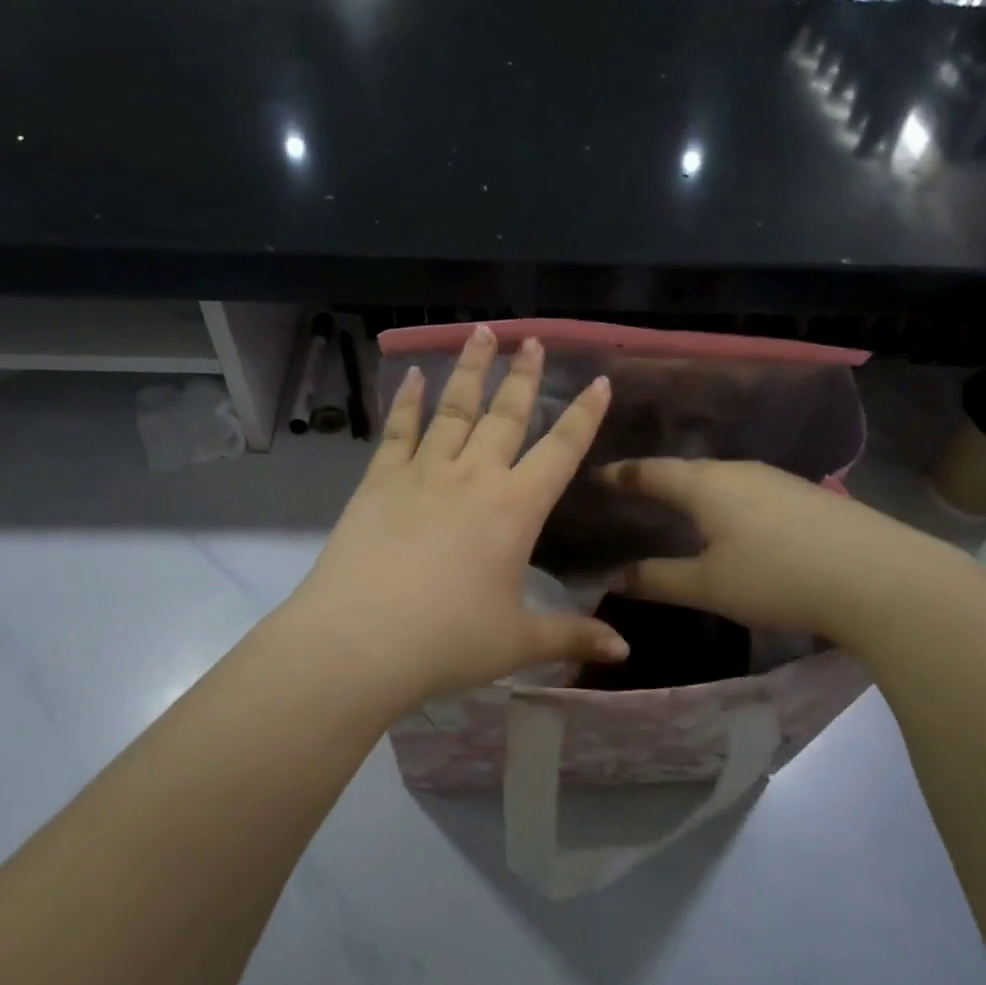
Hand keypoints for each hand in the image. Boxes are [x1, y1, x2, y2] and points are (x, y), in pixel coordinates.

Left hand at [286, 326, 627, 712]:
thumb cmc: (448, 640)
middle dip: (523, 375)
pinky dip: (406, 401)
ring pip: (454, 409)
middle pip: (506, 414)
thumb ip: (572, 637)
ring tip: (480, 332)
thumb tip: (624, 652)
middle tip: (532, 339)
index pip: (561, 450)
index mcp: (516, 508)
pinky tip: (410, 376)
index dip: (584, 415)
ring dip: (470, 369)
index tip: (599, 380)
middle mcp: (474, 477)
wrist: (361, 640)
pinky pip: (398, 430)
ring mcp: (423, 472)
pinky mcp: (379, 480)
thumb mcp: (518, 642)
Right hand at [601, 458, 958, 644]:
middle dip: (659, 480)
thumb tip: (614, 578)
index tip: (598, 475)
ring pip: (723, 479)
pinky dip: (729, 502)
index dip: (622, 475)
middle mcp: (739, 470)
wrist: (879, 577)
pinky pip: (751, 491)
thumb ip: (658, 580)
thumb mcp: (709, 586)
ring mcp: (778, 480)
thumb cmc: (777, 577)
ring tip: (680, 507)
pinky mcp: (808, 496)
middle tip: (635, 493)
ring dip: (697, 491)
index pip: (651, 472)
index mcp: (706, 484)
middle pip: (688, 470)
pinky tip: (736, 523)